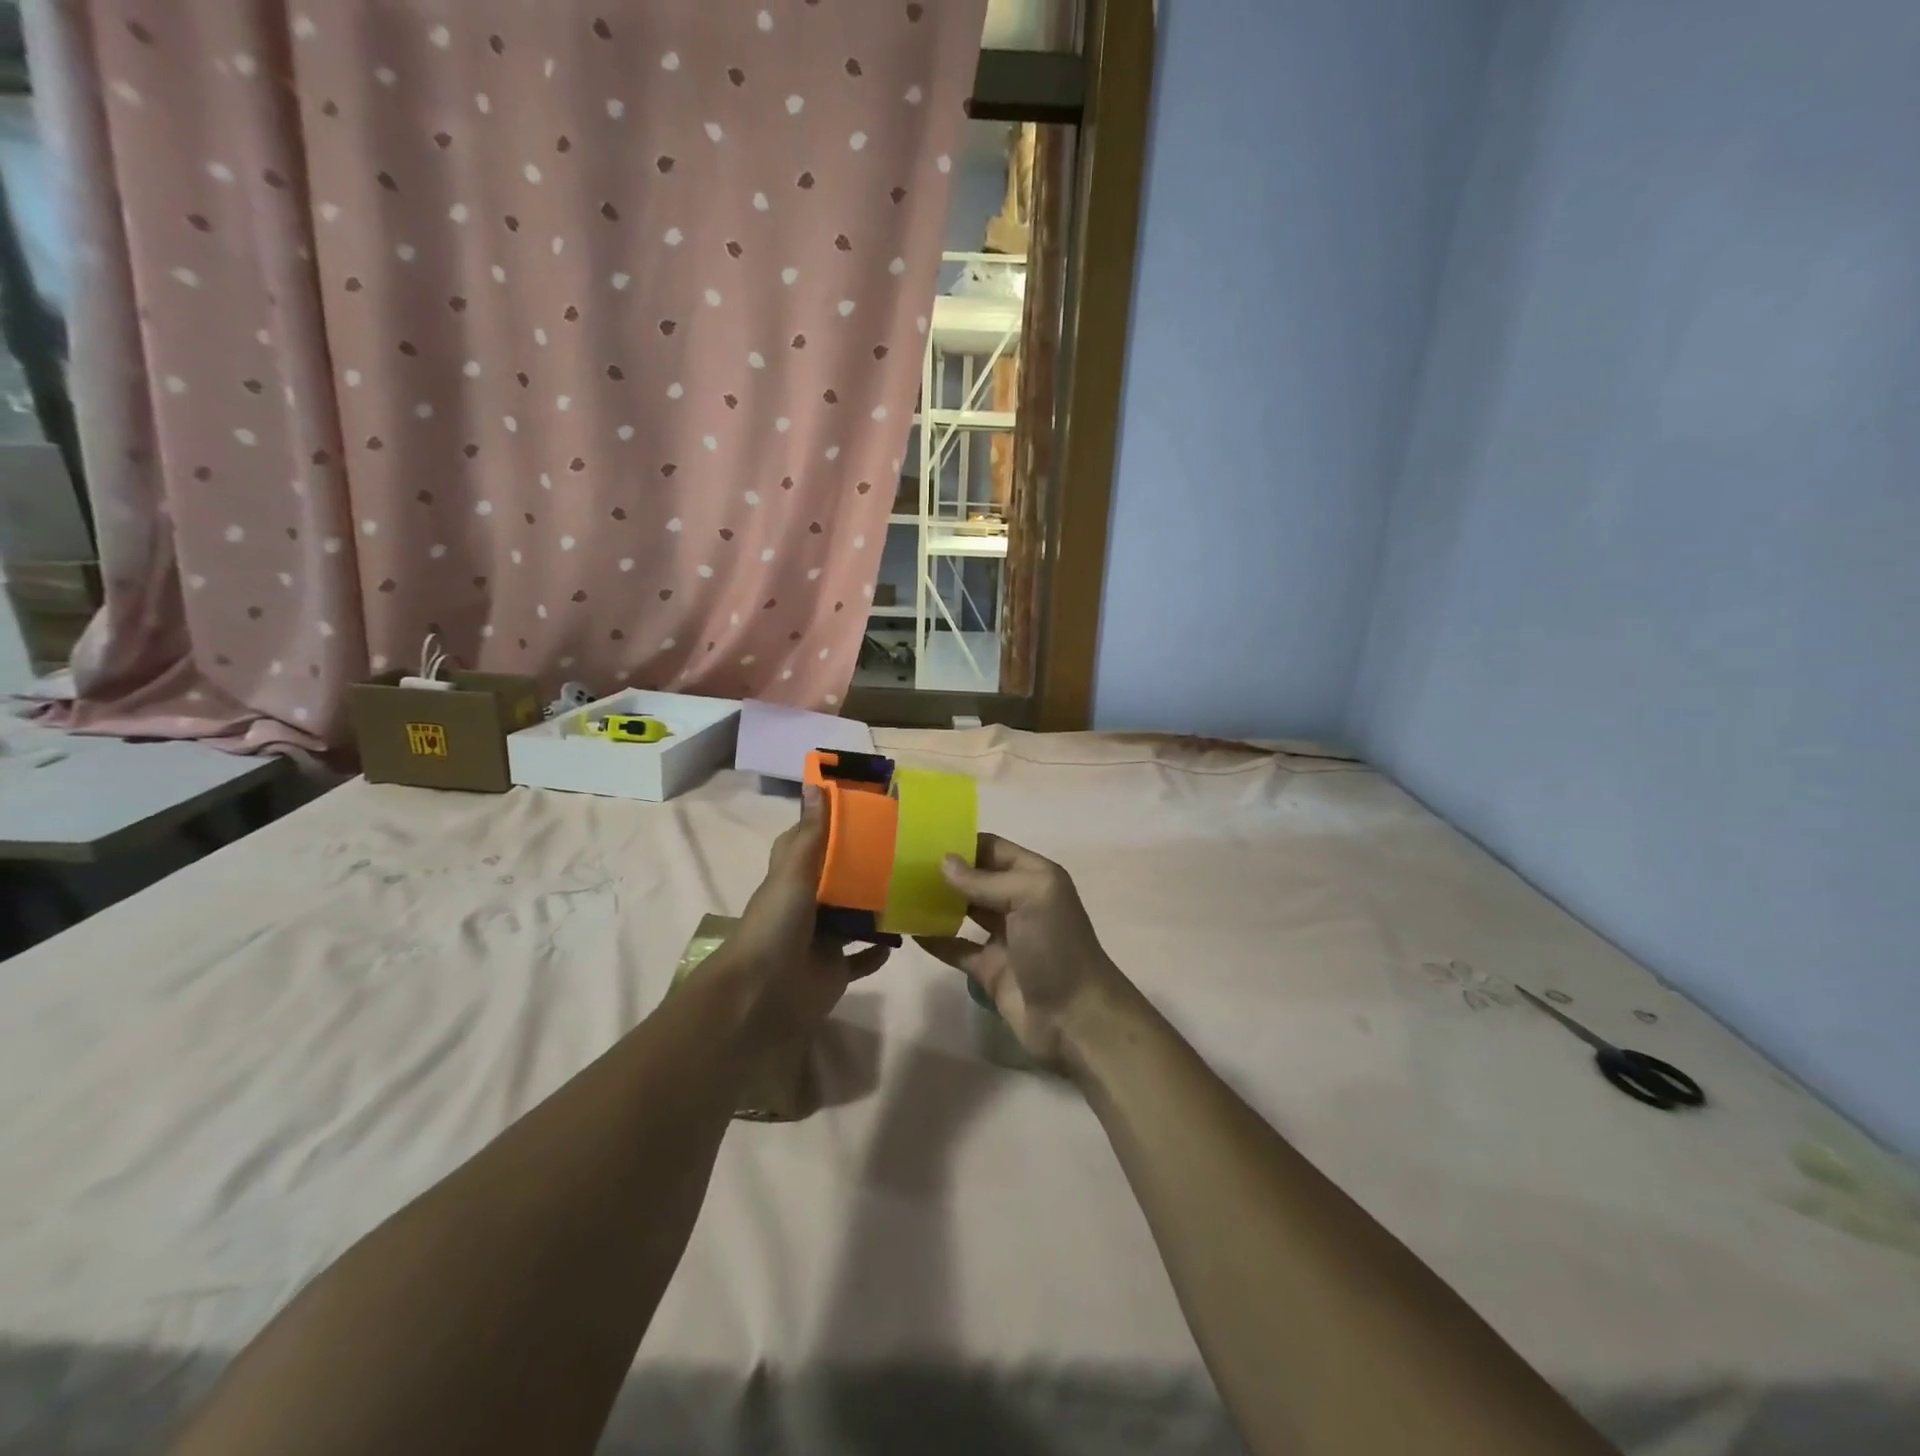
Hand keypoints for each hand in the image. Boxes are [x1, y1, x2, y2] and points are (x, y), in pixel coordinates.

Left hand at [710, 785, 889, 1043]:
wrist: (762, 995)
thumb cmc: (776, 925)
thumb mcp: (793, 873)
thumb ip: (812, 834)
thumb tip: (815, 783)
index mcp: (793, 878)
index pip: (811, 844)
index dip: (832, 825)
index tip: (866, 809)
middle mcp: (807, 905)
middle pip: (839, 880)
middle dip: (865, 867)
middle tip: (904, 848)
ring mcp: (822, 939)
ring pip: (855, 918)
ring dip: (877, 907)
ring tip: (912, 887)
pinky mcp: (836, 969)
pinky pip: (863, 957)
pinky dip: (879, 950)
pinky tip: (902, 935)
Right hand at [916, 835, 1129, 1067]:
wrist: (1076, 1018)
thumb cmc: (1057, 947)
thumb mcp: (1029, 898)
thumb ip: (985, 880)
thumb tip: (944, 862)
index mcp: (1034, 877)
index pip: (994, 849)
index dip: (963, 842)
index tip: (922, 837)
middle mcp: (1019, 902)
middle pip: (976, 879)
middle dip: (945, 871)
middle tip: (901, 863)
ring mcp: (1003, 937)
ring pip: (964, 912)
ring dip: (937, 903)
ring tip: (899, 891)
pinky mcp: (989, 969)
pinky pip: (957, 948)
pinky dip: (935, 940)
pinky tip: (909, 930)